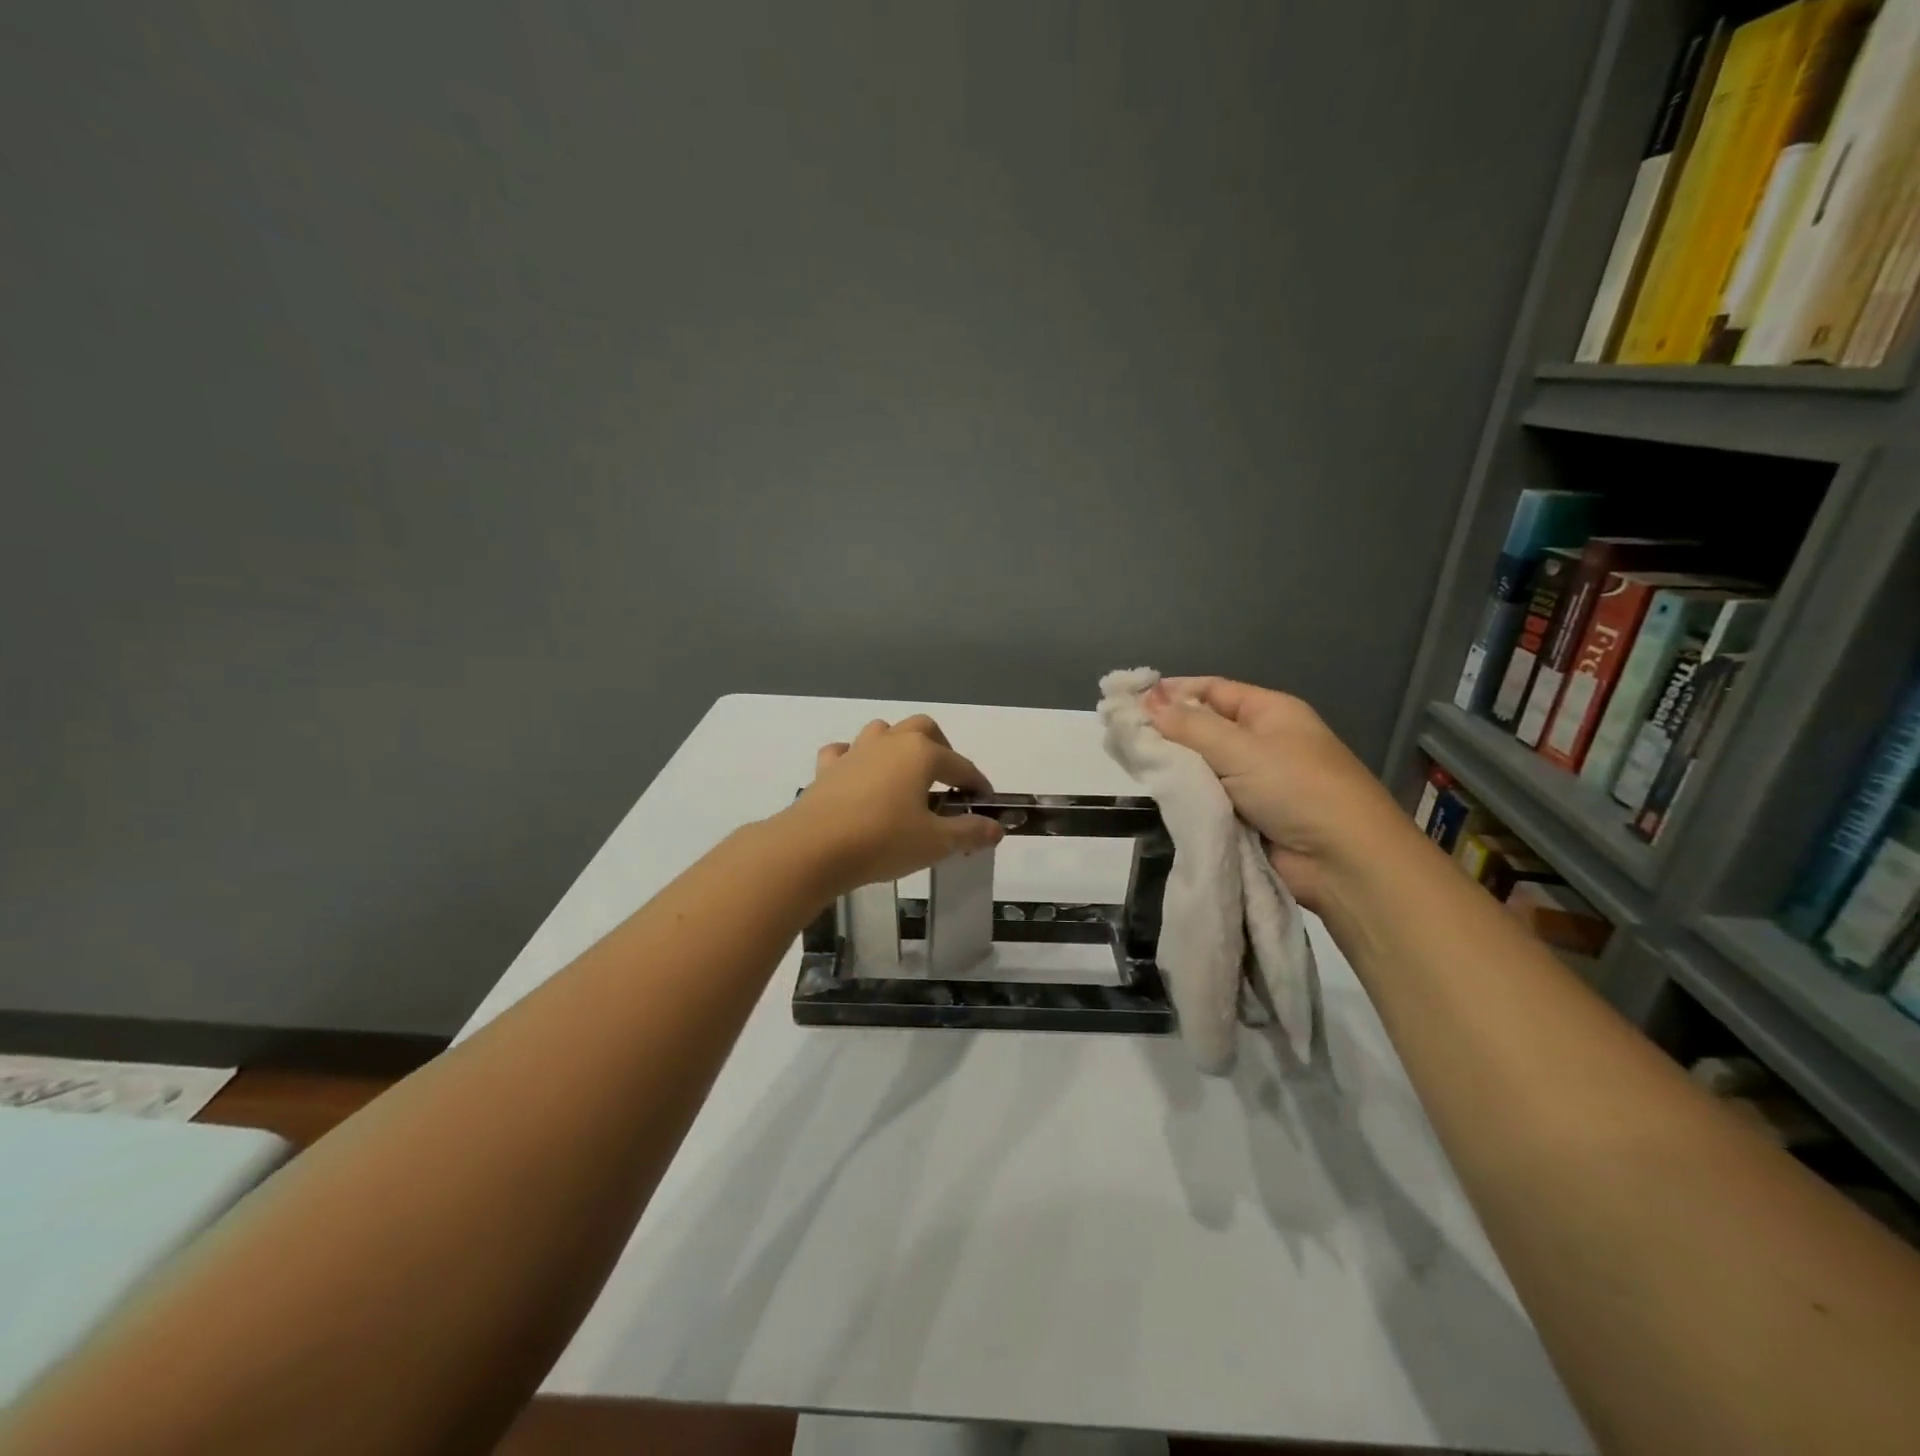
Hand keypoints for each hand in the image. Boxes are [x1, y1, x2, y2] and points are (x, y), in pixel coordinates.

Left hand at [781, 715, 1005, 897]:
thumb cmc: (883, 841)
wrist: (813, 848)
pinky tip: (859, 778)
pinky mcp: (827, 769)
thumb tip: (996, 828)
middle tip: (947, 781)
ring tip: (905, 776)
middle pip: (923, 729)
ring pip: (883, 732)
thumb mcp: (935, 842)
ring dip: (899, 747)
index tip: (986, 803)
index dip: (977, 785)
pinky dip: (856, 760)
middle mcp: (890, 742)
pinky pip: (845, 753)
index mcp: (922, 753)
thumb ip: (969, 832)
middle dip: (941, 749)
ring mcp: (855, 751)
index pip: (961, 766)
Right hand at [1146, 677, 1409, 909]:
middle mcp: (1262, 741)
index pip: (1213, 690)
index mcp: (1270, 712)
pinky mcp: (1246, 817)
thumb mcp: (1240, 748)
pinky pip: (1207, 798)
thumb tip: (1146, 701)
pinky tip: (1156, 794)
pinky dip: (1185, 797)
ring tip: (1131, 764)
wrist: (1341, 861)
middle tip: (1121, 735)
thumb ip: (1188, 725)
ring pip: (1202, 766)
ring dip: (1174, 768)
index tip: (1130, 700)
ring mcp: (1254, 781)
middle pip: (1204, 728)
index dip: (1173, 692)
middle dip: (1167, 731)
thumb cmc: (1295, 788)